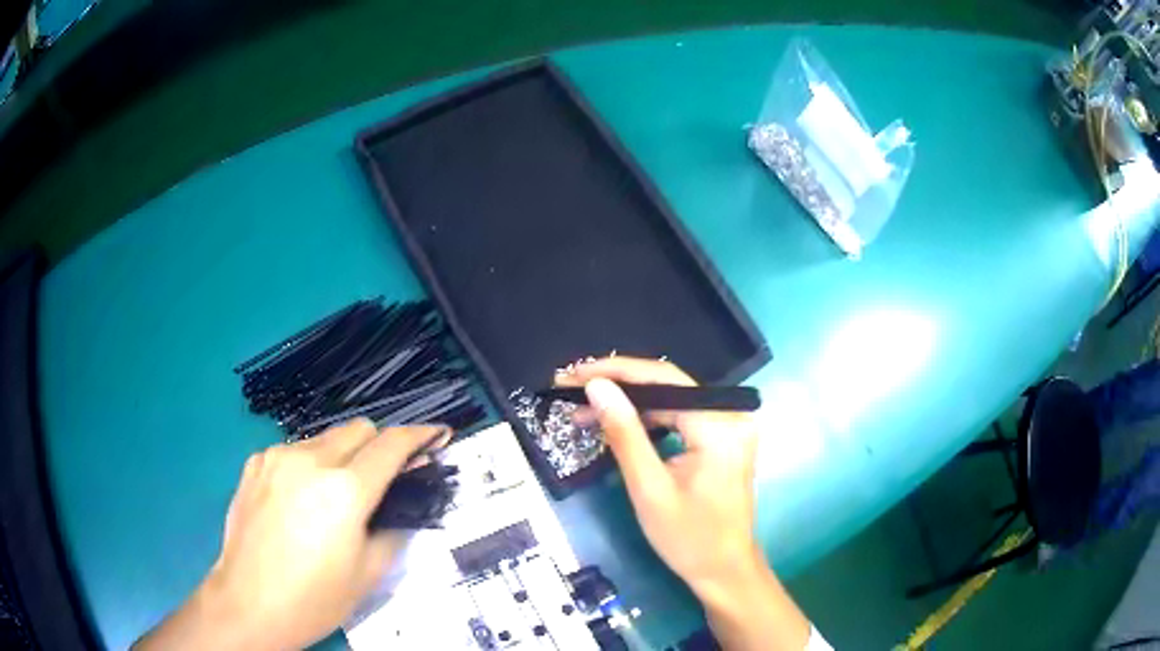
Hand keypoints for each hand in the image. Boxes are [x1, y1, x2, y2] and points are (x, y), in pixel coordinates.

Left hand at [137, 420, 449, 650]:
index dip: (421, 436)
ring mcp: (276, 457)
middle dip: (380, 446)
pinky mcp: (255, 463)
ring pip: (325, 438)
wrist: (248, 603)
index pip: (392, 444)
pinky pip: (294, 451)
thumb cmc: (314, 598)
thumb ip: (393, 529)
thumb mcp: (369, 574)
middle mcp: (310, 461)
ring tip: (337, 496)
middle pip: (359, 428)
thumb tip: (400, 505)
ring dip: (344, 456)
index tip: (437, 436)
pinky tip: (301, 500)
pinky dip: (310, 465)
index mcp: (344, 491)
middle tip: (385, 478)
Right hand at [558, 357, 809, 650]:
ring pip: (672, 401)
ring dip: (629, 405)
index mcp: (719, 426)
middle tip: (571, 390)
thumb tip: (597, 386)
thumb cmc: (687, 538)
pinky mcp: (723, 440)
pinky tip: (618, 423)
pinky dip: (649, 420)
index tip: (574, 373)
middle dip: (618, 387)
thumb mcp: (648, 488)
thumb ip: (624, 433)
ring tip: (584, 410)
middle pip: (668, 387)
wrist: (723, 571)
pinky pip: (681, 418)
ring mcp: (730, 428)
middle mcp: (731, 416)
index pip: (664, 379)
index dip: (616, 371)